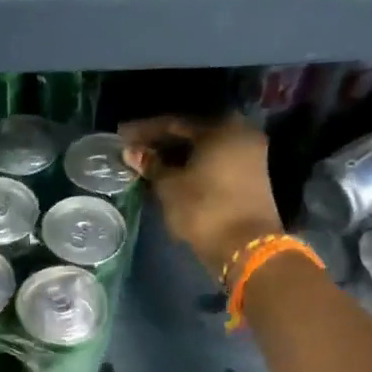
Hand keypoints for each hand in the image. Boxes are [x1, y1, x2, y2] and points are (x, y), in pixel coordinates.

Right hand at [121, 116, 281, 281]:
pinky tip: (171, 172)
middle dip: (161, 142)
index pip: (174, 123)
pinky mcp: (250, 176)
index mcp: (221, 128)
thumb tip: (132, 152)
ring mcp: (249, 155)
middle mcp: (239, 134)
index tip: (121, 136)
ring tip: (148, 162)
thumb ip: (151, 165)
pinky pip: (214, 161)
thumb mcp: (170, 187)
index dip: (144, 131)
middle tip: (134, 148)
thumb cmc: (204, 210)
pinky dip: (192, 165)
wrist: (246, 248)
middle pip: (191, 134)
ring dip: (176, 155)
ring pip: (203, 149)